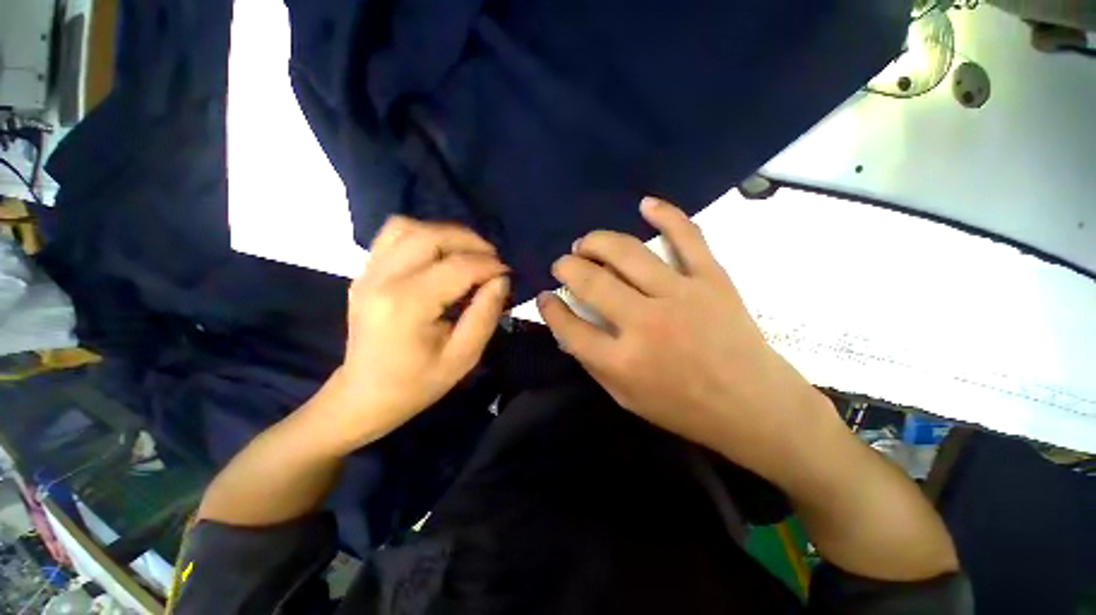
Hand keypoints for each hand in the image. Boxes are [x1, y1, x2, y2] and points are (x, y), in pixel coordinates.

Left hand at [322, 216, 508, 452]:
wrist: (364, 395)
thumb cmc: (417, 383)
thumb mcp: (463, 357)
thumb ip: (485, 314)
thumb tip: (500, 280)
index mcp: (407, 305)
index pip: (458, 267)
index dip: (489, 265)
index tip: (507, 273)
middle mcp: (383, 279)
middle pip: (431, 236)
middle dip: (470, 241)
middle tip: (491, 258)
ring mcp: (368, 272)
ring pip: (408, 227)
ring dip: (445, 233)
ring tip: (467, 253)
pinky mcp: (364, 272)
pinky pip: (392, 235)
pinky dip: (421, 235)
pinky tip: (439, 254)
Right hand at [537, 198, 834, 482]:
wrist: (754, 406)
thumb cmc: (684, 408)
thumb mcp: (626, 398)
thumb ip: (593, 362)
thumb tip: (568, 328)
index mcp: (623, 361)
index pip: (570, 327)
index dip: (550, 309)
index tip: (545, 297)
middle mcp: (646, 324)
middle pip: (591, 282)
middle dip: (567, 267)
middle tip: (563, 264)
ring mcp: (681, 296)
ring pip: (628, 253)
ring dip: (598, 242)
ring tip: (586, 243)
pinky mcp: (712, 280)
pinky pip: (688, 237)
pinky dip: (667, 215)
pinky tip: (646, 204)